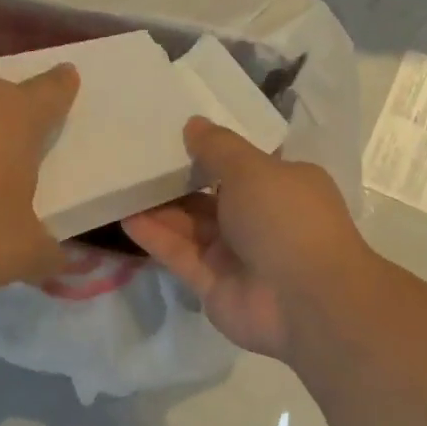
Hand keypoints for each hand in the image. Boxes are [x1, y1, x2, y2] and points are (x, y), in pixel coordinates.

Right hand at [123, 118, 372, 359]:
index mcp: (283, 186)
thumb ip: (218, 147)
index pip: (243, 165)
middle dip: (177, 180)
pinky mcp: (214, 284)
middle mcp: (261, 219)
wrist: (305, 300)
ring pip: (191, 226)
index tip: (173, 134)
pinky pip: (180, 255)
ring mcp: (237, 255)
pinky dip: (156, 237)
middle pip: (211, 196)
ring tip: (120, 184)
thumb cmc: (286, 219)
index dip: (211, 151)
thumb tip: (193, 124)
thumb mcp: (252, 169)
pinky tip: (125, 216)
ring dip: (159, 208)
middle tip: (135, 159)